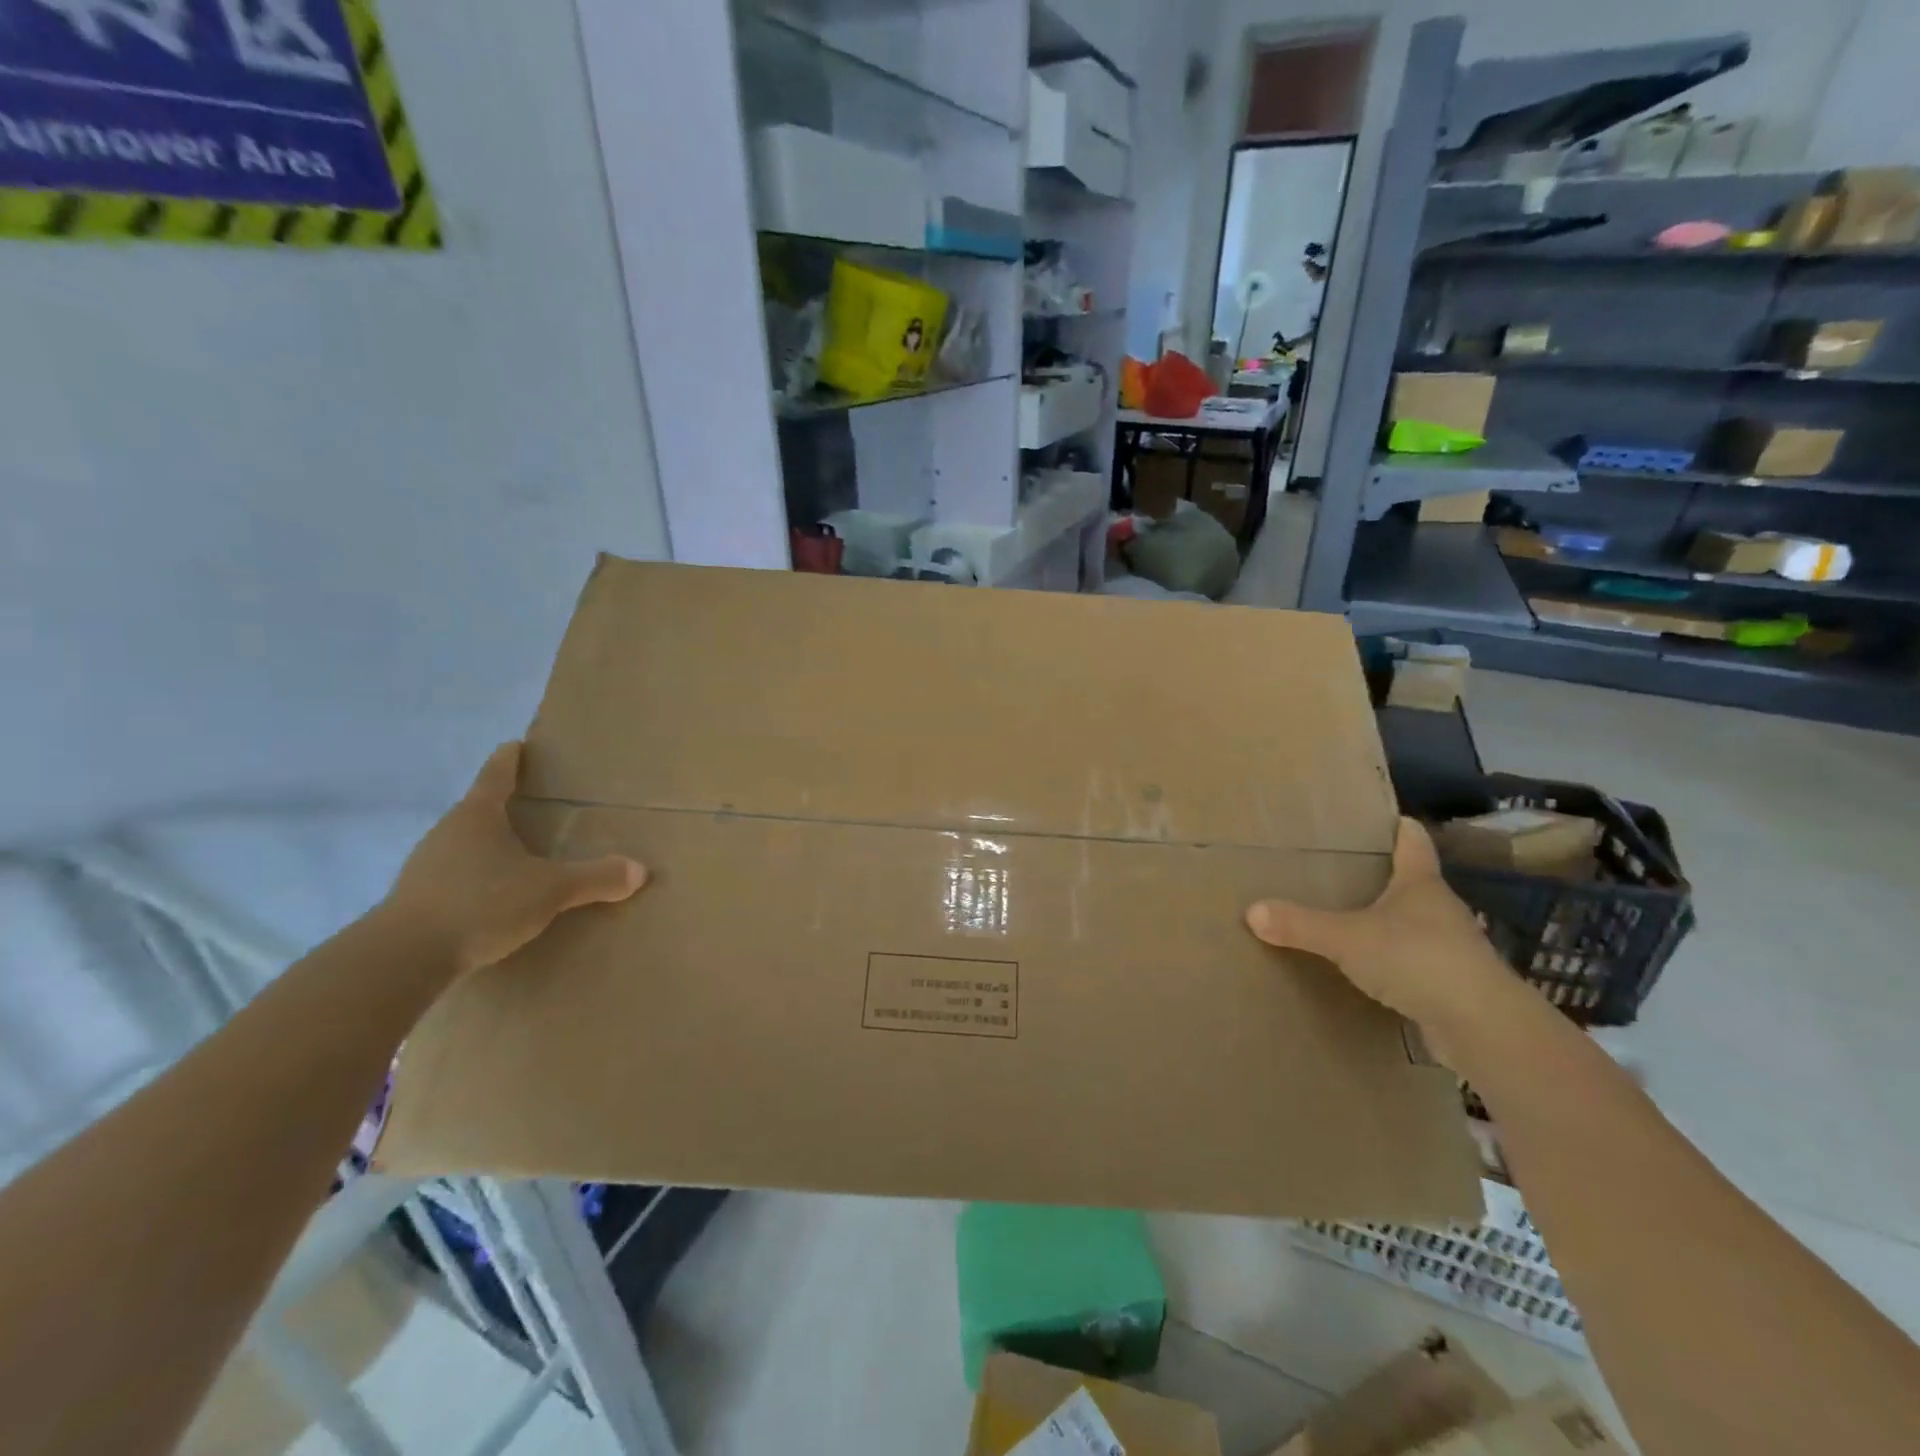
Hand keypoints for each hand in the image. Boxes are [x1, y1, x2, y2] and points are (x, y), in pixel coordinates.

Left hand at [382, 742, 646, 975]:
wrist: (401, 960)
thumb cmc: (481, 903)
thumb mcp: (550, 890)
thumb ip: (595, 878)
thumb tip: (639, 870)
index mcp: (478, 815)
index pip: (496, 774)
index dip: (511, 759)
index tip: (517, 744)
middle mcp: (447, 832)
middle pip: (479, 808)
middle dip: (504, 806)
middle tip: (533, 806)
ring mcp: (425, 865)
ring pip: (464, 844)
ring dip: (489, 845)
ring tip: (517, 854)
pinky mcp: (415, 899)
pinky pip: (454, 876)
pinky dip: (475, 877)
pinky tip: (492, 896)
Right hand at [1245, 818, 1510, 1045]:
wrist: (1482, 1027)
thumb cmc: (1417, 960)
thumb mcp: (1347, 938)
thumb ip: (1300, 925)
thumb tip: (1251, 911)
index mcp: (1420, 884)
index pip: (1412, 842)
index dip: (1399, 827)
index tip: (1384, 816)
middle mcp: (1440, 910)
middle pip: (1413, 883)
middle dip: (1384, 877)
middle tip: (1343, 870)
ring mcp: (1451, 949)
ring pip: (1415, 924)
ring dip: (1389, 922)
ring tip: (1350, 920)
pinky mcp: (1452, 986)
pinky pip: (1415, 963)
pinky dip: (1394, 961)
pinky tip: (1370, 970)